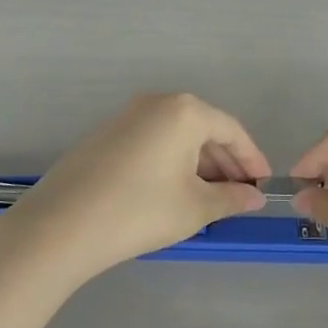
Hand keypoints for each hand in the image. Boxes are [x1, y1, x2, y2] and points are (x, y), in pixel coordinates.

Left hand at [0, 94, 268, 288]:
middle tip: (240, 196)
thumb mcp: (195, 208)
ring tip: (210, 199)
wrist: (62, 224)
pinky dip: (172, 163)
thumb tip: (254, 197)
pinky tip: (174, 193)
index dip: (252, 159)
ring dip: (199, 164)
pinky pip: (154, 141)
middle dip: (225, 163)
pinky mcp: (108, 134)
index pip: (231, 130)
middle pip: (204, 129)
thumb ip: (231, 198)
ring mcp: (128, 116)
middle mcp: (157, 103)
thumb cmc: (140, 210)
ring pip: (177, 136)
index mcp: (185, 111)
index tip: (264, 186)